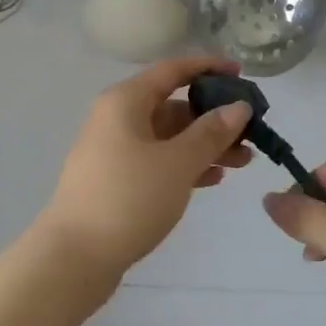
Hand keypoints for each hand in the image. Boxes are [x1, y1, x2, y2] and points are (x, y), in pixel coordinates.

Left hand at [39, 57, 254, 294]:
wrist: (74, 258)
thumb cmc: (128, 198)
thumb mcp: (177, 162)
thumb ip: (211, 132)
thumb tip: (238, 107)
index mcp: (126, 102)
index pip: (172, 70)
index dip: (208, 67)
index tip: (242, 73)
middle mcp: (117, 119)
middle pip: (173, 106)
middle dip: (214, 117)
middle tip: (251, 132)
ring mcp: (114, 151)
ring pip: (168, 137)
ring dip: (205, 145)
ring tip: (242, 162)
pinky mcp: (116, 181)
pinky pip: (158, 161)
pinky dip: (185, 165)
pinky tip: (213, 180)